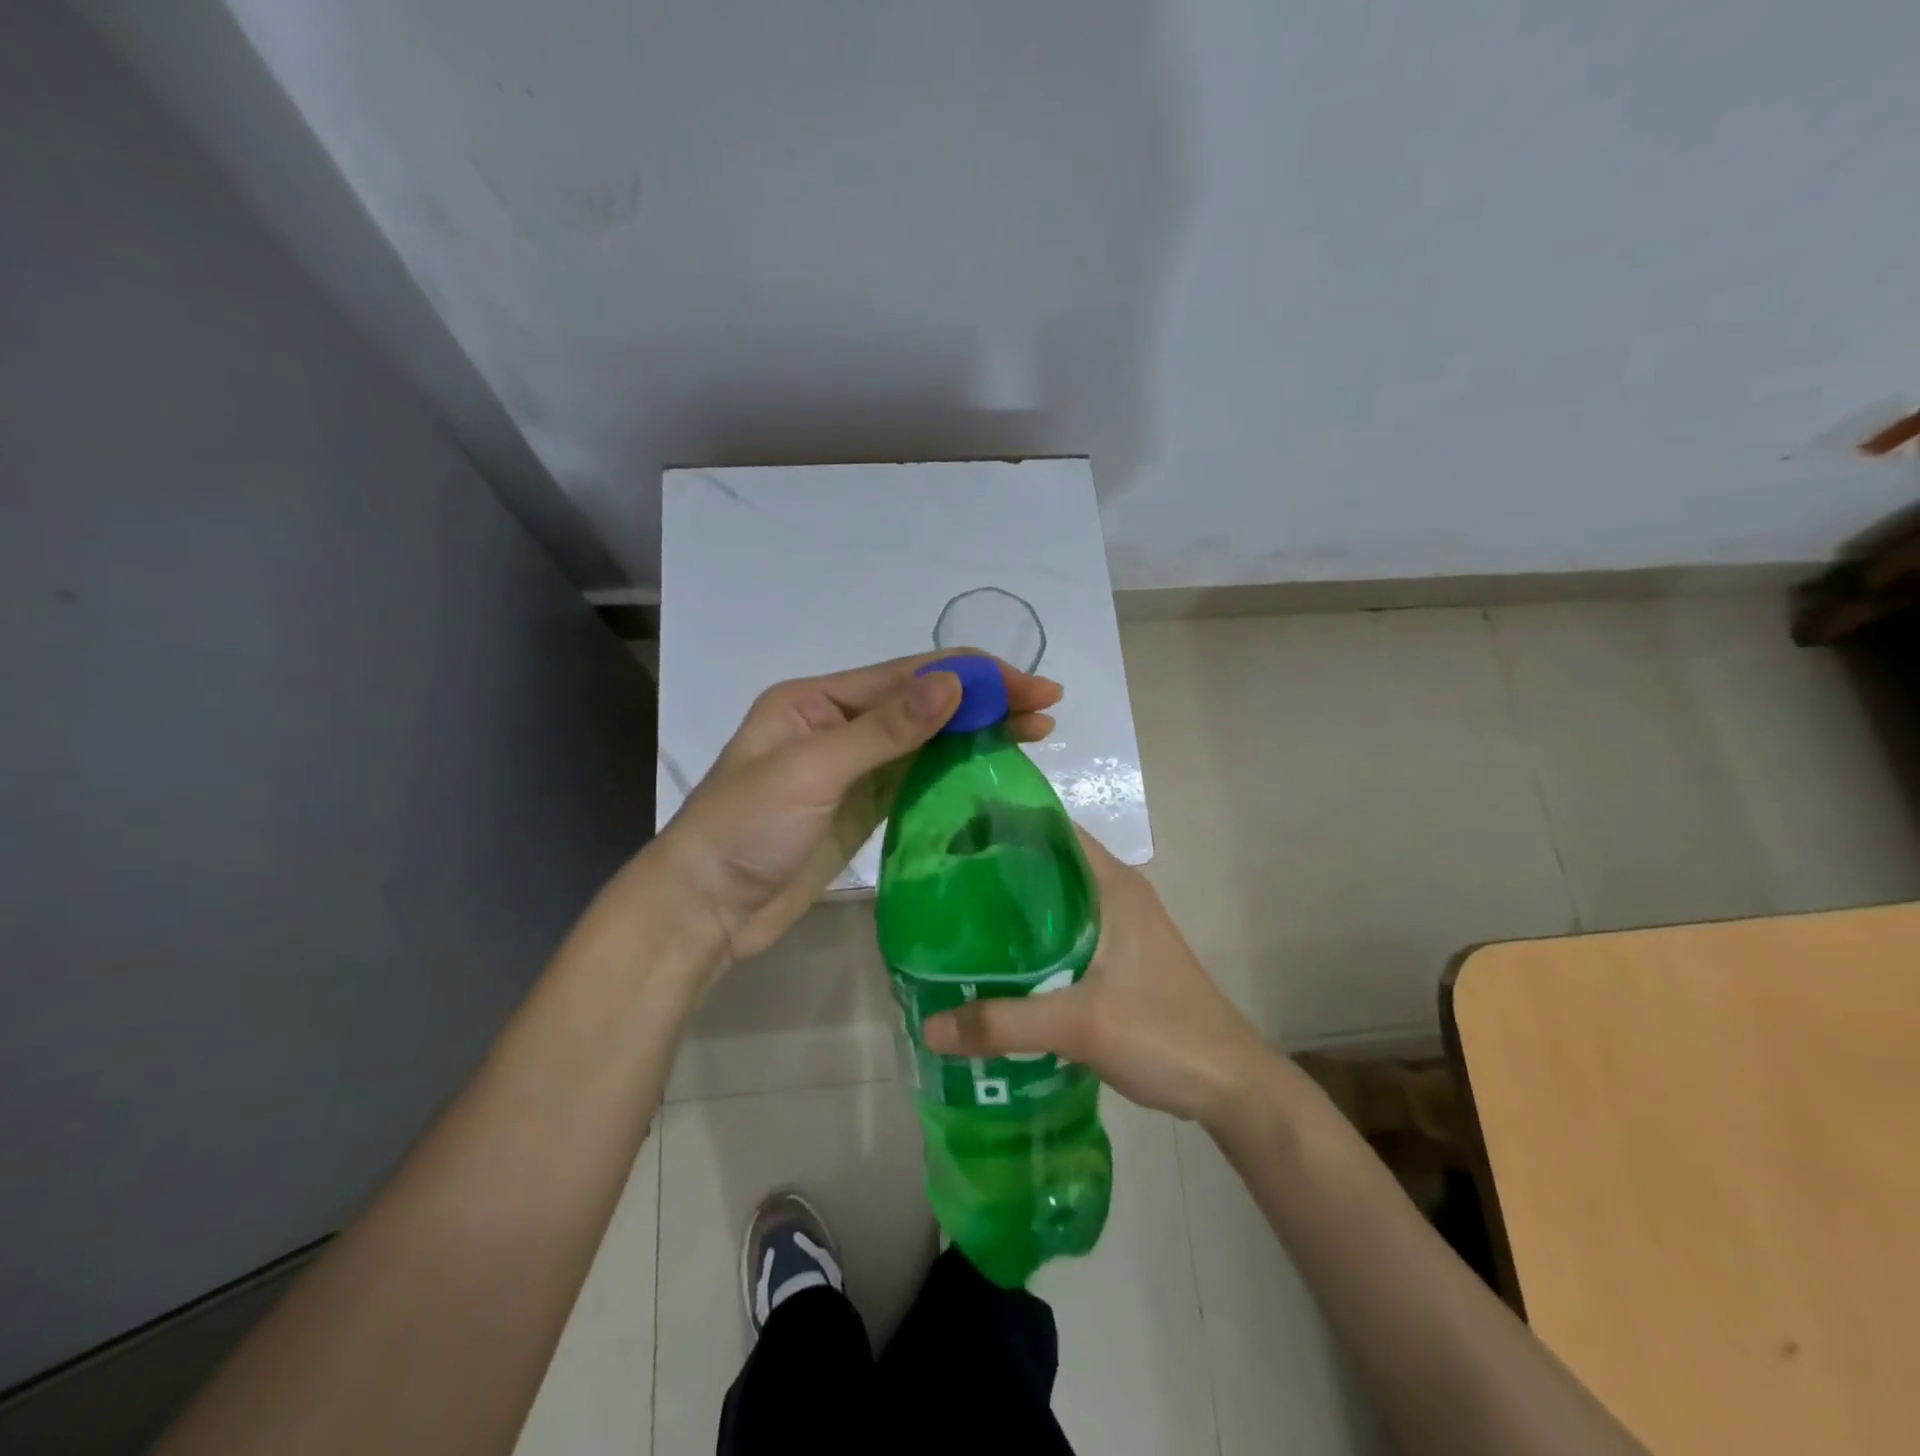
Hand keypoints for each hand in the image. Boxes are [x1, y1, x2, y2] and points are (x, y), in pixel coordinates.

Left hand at [649, 653, 1061, 970]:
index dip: (972, 676)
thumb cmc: (746, 830)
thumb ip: (886, 729)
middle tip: (1047, 706)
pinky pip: (916, 777)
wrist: (706, 909)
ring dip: (977, 732)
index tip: (1029, 686)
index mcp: (818, 699)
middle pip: (924, 703)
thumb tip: (954, 684)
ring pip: (926, 739)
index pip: (909, 675)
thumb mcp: (813, 769)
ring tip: (1035, 731)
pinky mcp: (862, 806)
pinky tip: (991, 765)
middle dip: (985, 699)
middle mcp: (838, 723)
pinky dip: (954, 768)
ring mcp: (852, 767)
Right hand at [922, 829, 1275, 1127]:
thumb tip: (930, 1026)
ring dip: (1015, 910)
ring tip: (960, 923)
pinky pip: (1066, 934)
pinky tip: (999, 966)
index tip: (954, 837)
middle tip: (942, 886)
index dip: (1004, 826)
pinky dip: (1033, 941)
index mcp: (1112, 885)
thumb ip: (1003, 1023)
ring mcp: (1122, 928)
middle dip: (998, 871)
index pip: (1051, 830)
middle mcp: (1116, 894)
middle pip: (1048, 865)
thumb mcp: (1079, 1026)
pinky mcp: (1122, 960)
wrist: (1232, 1086)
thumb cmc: (1163, 1034)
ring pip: (1056, 902)